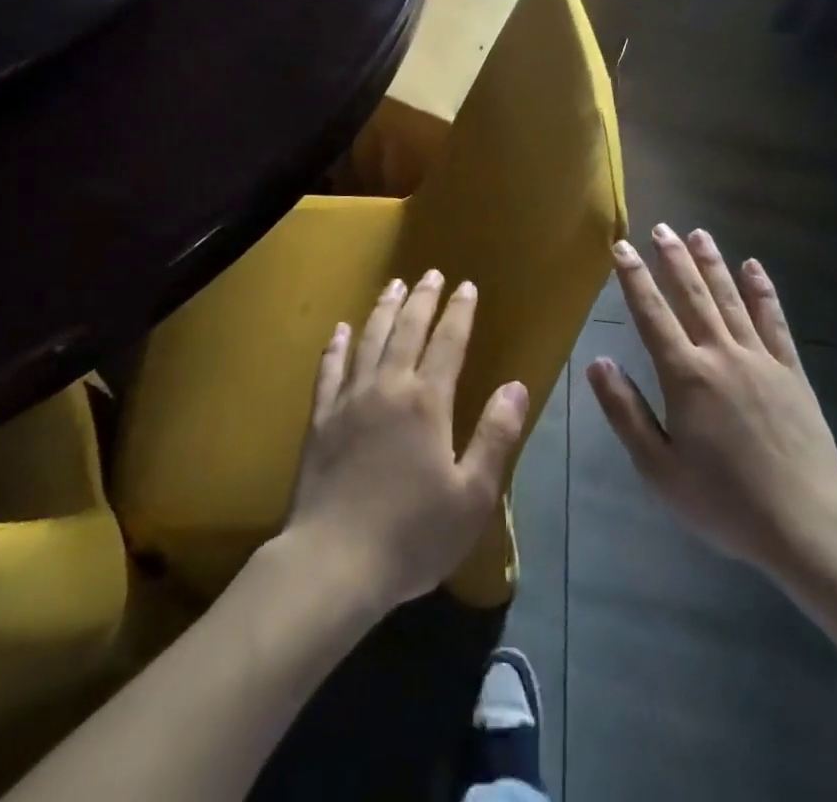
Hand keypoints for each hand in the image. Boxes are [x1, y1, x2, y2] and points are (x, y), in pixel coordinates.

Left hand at [284, 270, 528, 613]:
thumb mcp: (472, 494)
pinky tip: (340, 330)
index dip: (459, 312)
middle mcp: (388, 387)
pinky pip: (329, 370)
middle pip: (408, 330)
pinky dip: (336, 346)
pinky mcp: (320, 418)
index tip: (467, 286)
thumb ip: (495, 435)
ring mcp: (350, 399)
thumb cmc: (412, 534)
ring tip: (393, 285)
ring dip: (384, 309)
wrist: (333, 563)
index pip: (448, 342)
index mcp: (427, 402)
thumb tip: (515, 385)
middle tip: (431, 273)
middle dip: (423, 298)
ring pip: (369, 339)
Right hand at [587, 225, 836, 583]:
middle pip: (693, 296)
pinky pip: (775, 321)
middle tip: (660, 228)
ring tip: (698, 234)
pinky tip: (754, 267)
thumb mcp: (658, 469)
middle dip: (673, 259)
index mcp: (686, 376)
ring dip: (713, 264)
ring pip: (731, 299)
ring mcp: (760, 359)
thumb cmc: (724, 502)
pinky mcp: (792, 372)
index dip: (634, 279)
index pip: (652, 315)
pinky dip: (763, 292)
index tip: (621, 248)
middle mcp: (721, 355)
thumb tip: (598, 362)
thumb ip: (625, 412)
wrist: (807, 526)